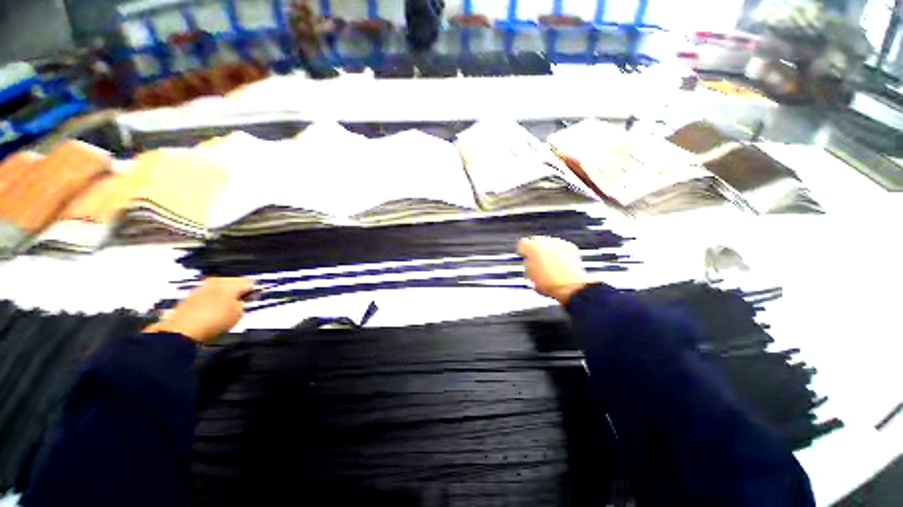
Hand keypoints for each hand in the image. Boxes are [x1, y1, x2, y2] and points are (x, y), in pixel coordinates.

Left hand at [144, 277, 254, 342]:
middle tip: (241, 304)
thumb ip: (244, 304)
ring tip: (226, 310)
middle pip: (233, 283)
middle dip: (238, 292)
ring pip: (219, 289)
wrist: (181, 331)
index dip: (255, 290)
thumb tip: (244, 300)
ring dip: (224, 297)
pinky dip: (212, 301)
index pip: (250, 282)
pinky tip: (212, 312)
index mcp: (231, 283)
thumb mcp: (238, 314)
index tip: (256, 298)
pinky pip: (207, 296)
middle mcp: (215, 281)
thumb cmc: (214, 321)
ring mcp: (200, 288)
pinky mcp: (189, 297)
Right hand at [518, 236, 589, 303]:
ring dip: (548, 250)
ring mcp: (558, 243)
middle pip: (536, 240)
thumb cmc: (548, 283)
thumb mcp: (530, 276)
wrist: (570, 286)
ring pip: (549, 243)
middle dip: (535, 248)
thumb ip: (528, 265)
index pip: (522, 243)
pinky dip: (561, 252)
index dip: (523, 251)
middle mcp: (544, 242)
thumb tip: (529, 261)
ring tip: (551, 264)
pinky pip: (562, 246)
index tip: (524, 255)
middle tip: (537, 259)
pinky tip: (561, 263)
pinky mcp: (570, 246)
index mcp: (531, 248)